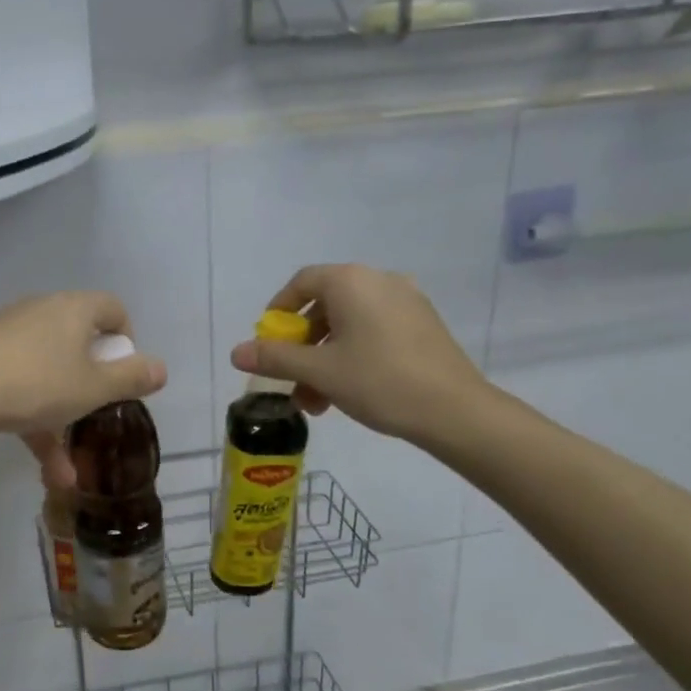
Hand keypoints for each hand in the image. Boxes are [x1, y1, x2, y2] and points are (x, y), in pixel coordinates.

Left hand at [0, 292, 166, 485]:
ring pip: (48, 375)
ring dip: (62, 419)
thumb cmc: (38, 385)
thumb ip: (132, 378)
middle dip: (92, 385)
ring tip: (69, 470)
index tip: (125, 374)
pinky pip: (21, 388)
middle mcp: (41, 312)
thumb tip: (161, 368)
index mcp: (72, 309)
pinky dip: (34, 422)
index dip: (127, 340)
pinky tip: (45, 470)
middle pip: (79, 342)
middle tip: (99, 410)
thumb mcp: (94, 388)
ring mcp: (8, 337)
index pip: (112, 308)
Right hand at [229, 264, 494, 451]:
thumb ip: (275, 358)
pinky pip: (374, 331)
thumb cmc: (379, 381)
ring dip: (324, 359)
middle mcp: (380, 281)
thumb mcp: (320, 371)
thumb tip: (236, 352)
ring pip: (349, 324)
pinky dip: (352, 355)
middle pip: (325, 306)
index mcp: (352, 281)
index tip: (267, 341)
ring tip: (316, 401)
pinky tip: (347, 392)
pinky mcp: (423, 325)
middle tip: (290, 380)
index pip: (302, 282)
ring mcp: (406, 301)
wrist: (455, 410)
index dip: (278, 311)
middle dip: (301, 346)